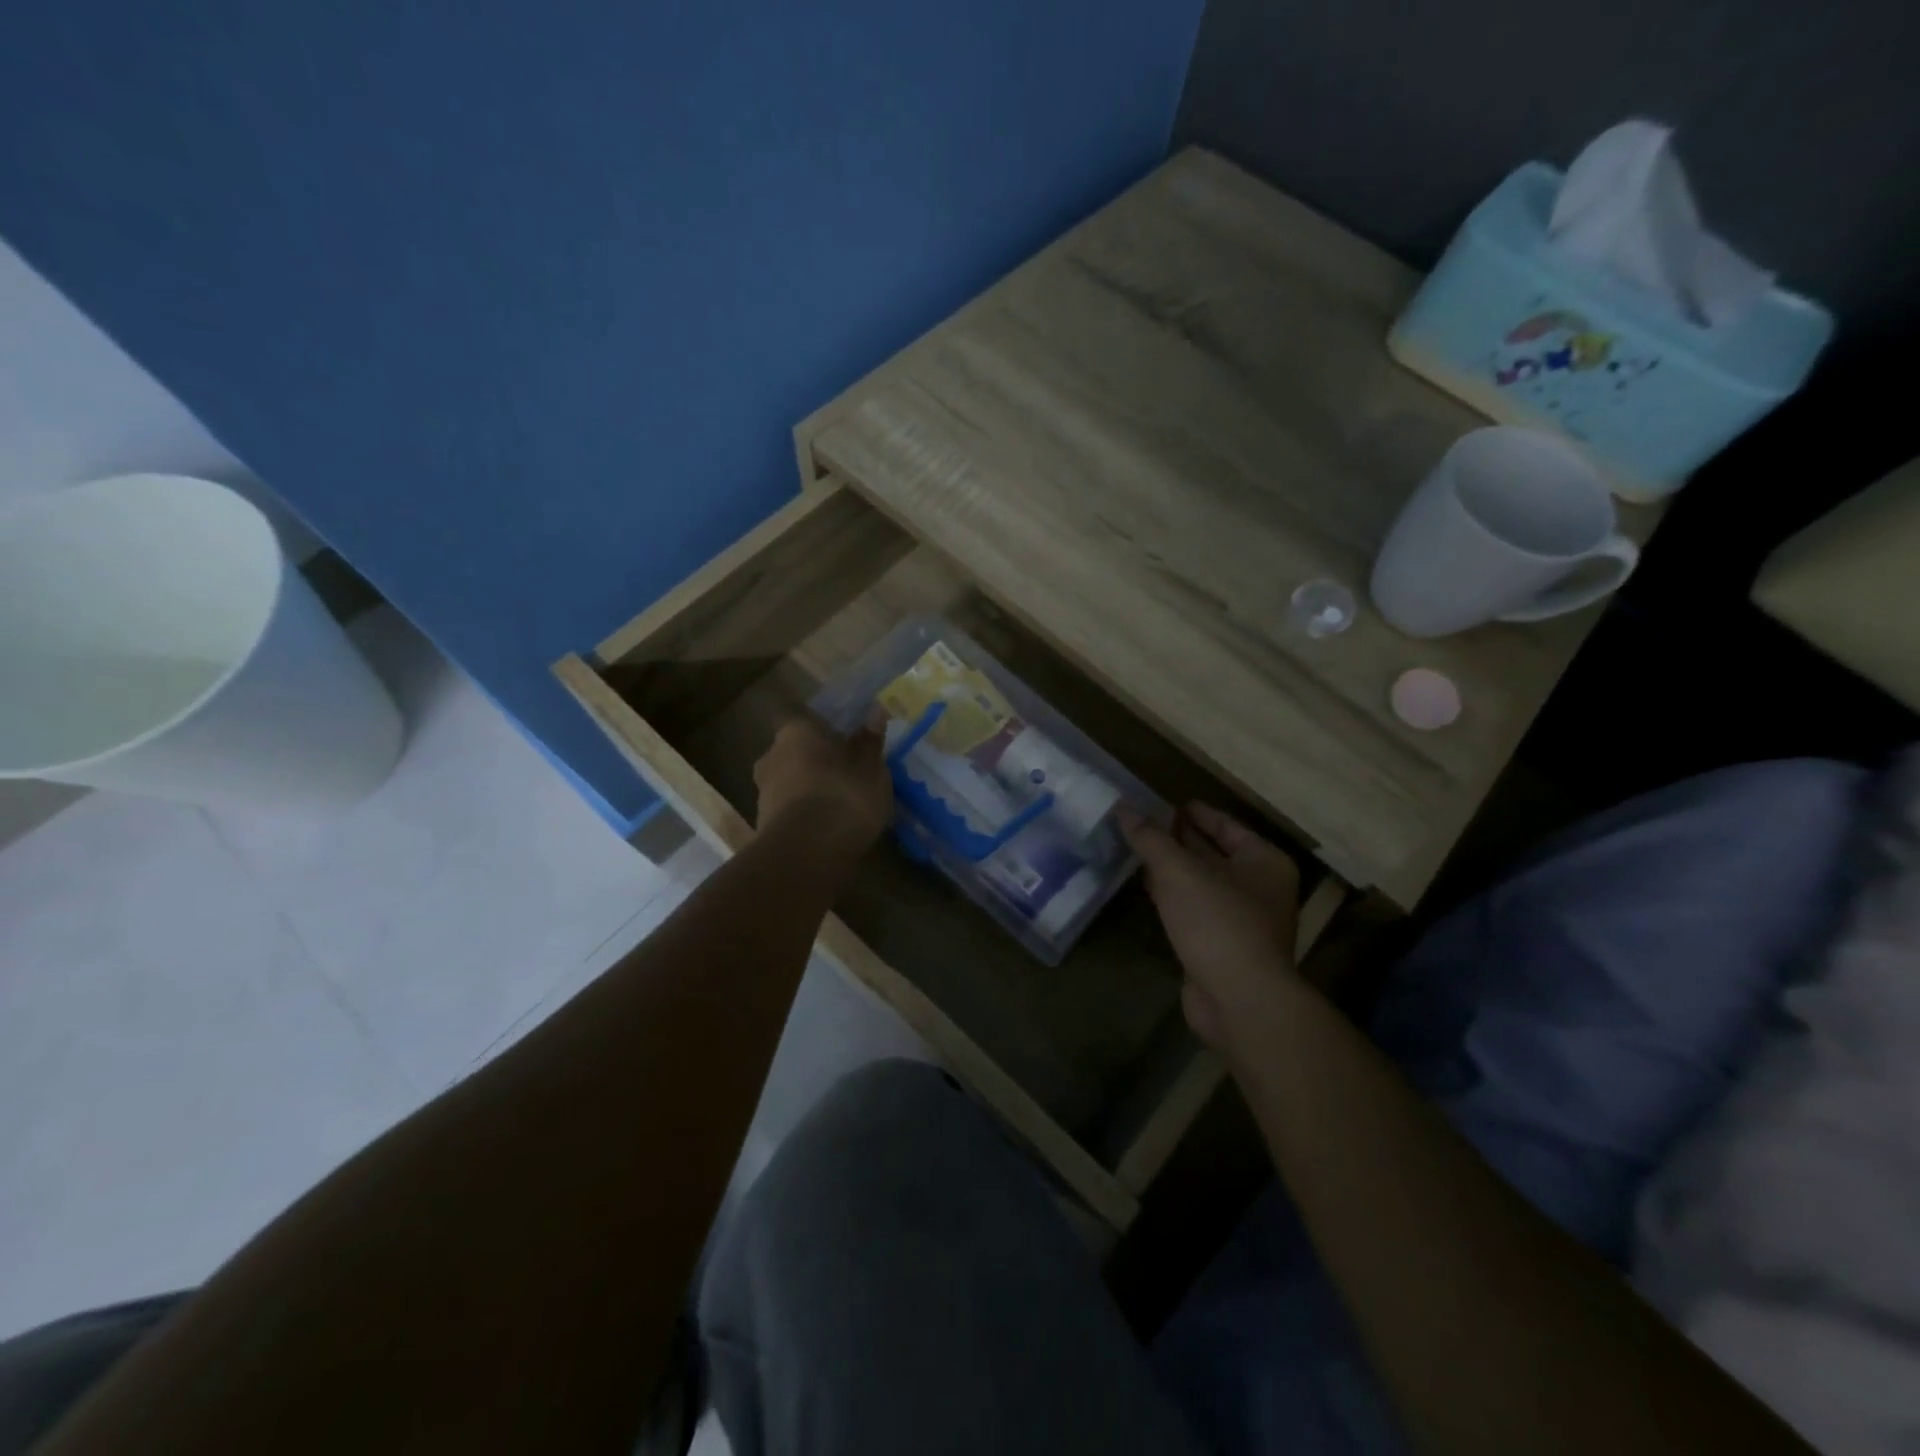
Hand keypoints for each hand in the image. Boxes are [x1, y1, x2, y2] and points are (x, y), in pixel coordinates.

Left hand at [753, 715, 893, 857]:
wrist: (806, 853)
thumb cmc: (843, 795)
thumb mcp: (870, 768)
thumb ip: (870, 741)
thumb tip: (875, 711)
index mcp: (795, 731)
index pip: (806, 721)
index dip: (825, 732)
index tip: (844, 742)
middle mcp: (771, 755)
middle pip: (795, 753)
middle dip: (816, 762)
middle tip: (845, 775)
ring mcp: (762, 793)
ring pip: (790, 783)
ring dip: (809, 791)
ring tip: (840, 806)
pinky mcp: (763, 826)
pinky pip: (789, 812)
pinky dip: (805, 816)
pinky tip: (827, 829)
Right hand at [1121, 803, 1300, 1054]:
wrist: (1239, 1000)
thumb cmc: (1218, 922)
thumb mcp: (1179, 871)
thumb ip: (1150, 838)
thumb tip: (1123, 809)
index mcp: (1264, 861)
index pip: (1226, 825)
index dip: (1194, 813)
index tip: (1163, 803)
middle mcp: (1259, 888)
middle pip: (1214, 853)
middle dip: (1179, 840)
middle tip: (1142, 824)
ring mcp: (1242, 921)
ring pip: (1201, 884)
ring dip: (1172, 870)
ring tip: (1136, 852)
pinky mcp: (1222, 948)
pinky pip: (1194, 911)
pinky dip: (1172, 898)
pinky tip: (1147, 890)